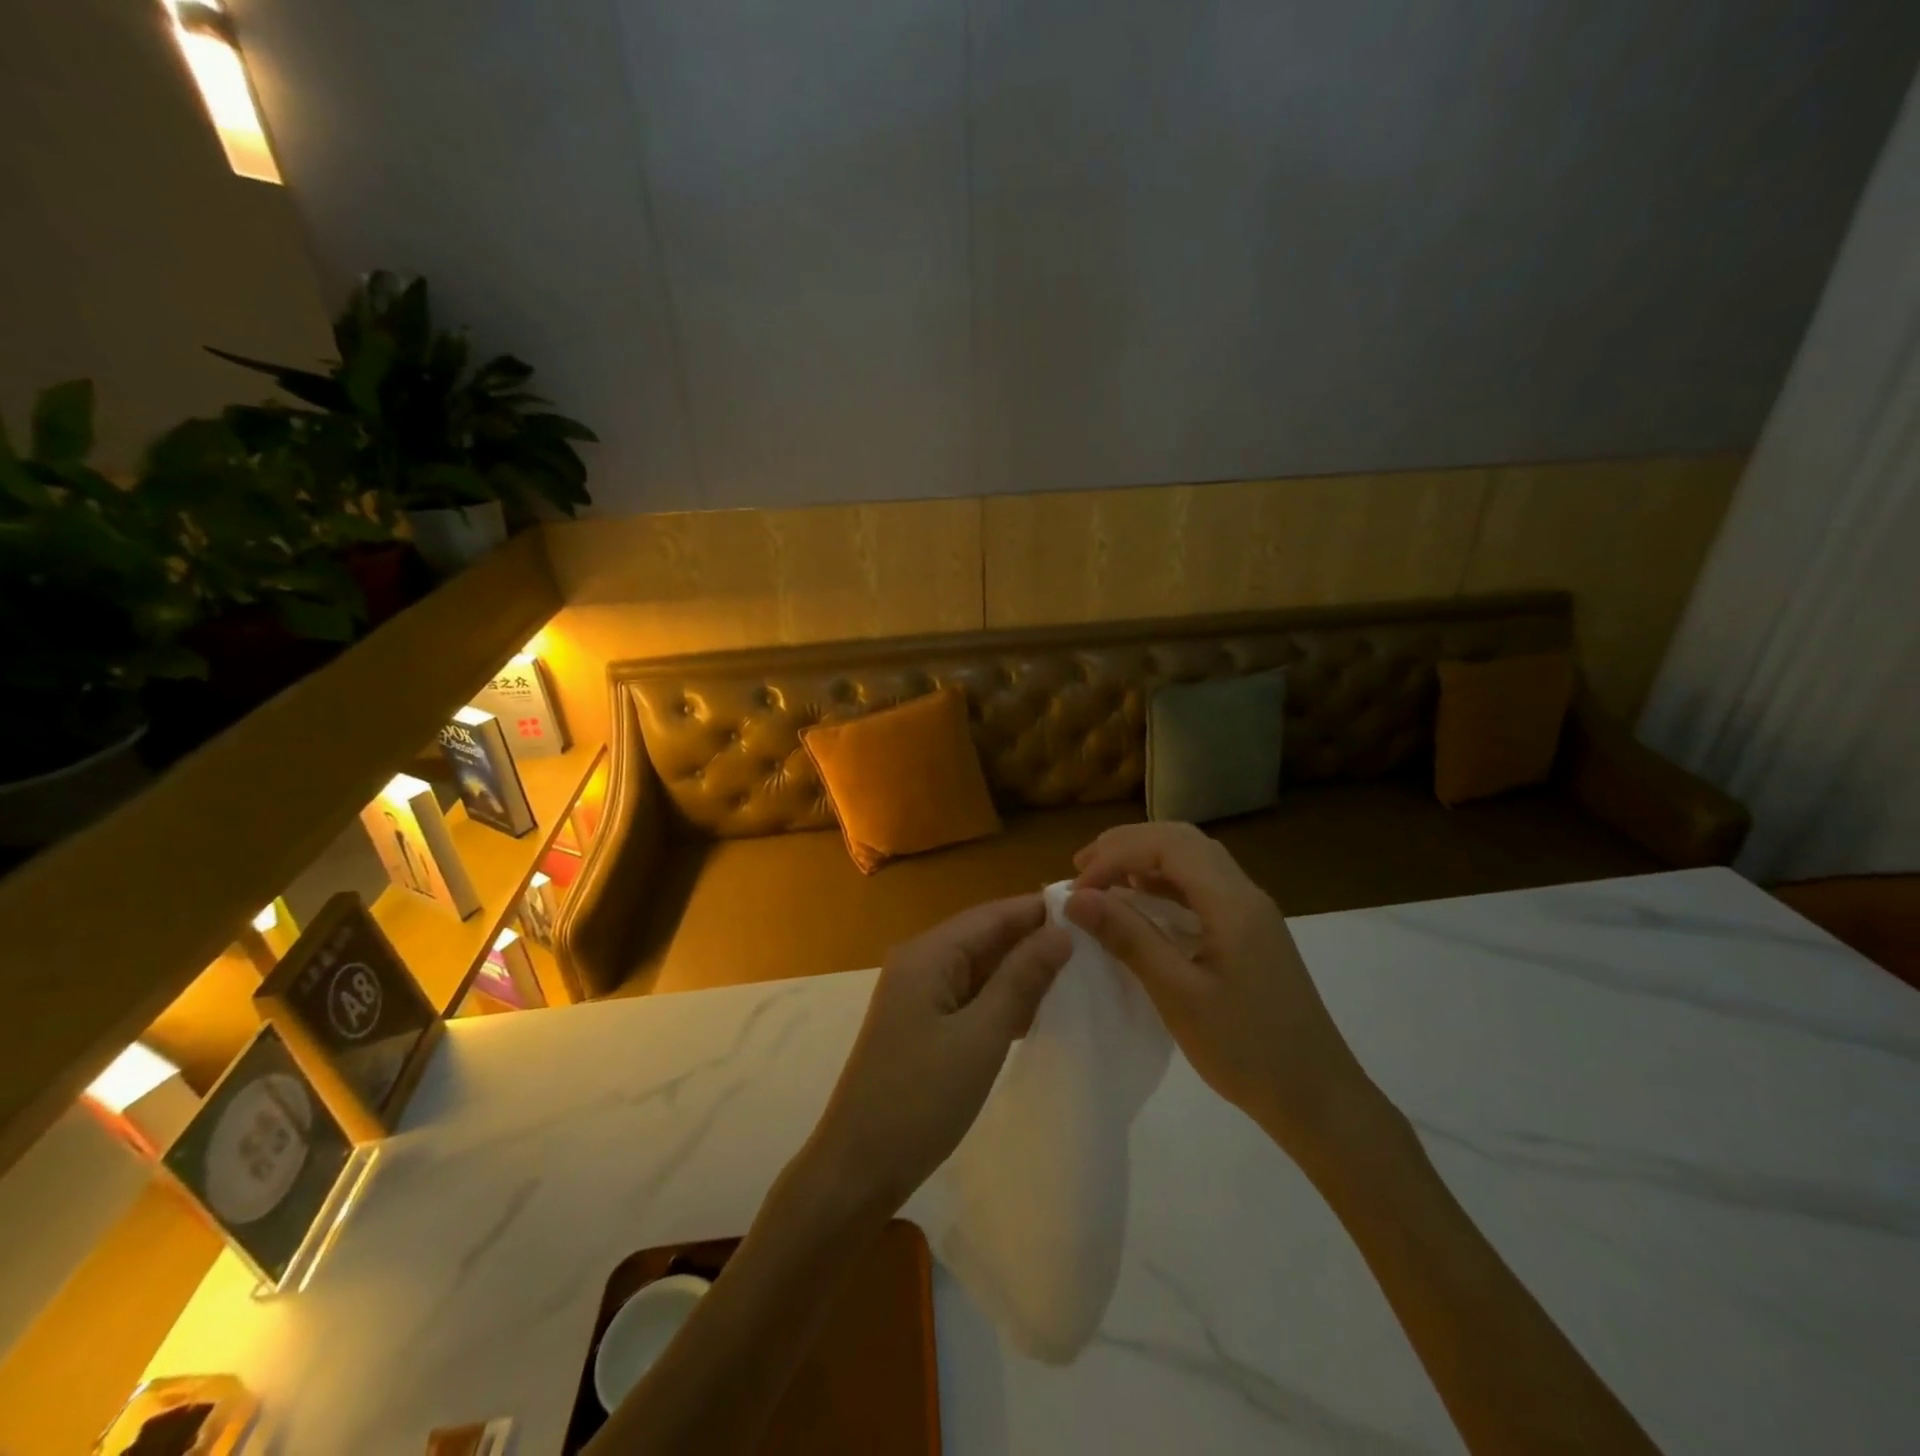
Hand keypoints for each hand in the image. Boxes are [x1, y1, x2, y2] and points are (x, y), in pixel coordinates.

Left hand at [803, 895, 1070, 1215]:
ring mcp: (920, 994)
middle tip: (1094, 942)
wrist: (859, 1168)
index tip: (1091, 908)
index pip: (992, 914)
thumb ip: (1022, 980)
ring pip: (981, 967)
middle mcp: (921, 962)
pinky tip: (1043, 1007)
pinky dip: (1005, 998)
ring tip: (1080, 970)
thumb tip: (1061, 933)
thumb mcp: (981, 1036)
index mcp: (928, 954)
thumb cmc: (920, 1098)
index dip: (1039, 910)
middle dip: (1034, 938)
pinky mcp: (924, 1024)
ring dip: (1023, 969)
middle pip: (985, 936)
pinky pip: (972, 996)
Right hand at [1066, 823, 1380, 1160]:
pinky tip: (1141, 903)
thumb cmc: (1246, 1049)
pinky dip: (1164, 882)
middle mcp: (1244, 893)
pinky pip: (1201, 886)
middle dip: (1127, 845)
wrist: (1318, 1097)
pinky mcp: (1249, 932)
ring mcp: (1251, 911)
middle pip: (1181, 840)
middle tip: (1082, 868)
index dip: (1116, 855)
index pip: (1167, 845)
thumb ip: (1128, 938)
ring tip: (1102, 879)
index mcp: (1232, 901)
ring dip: (1145, 859)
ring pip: (1193, 859)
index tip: (1077, 890)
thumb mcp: (1178, 995)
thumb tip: (1077, 898)